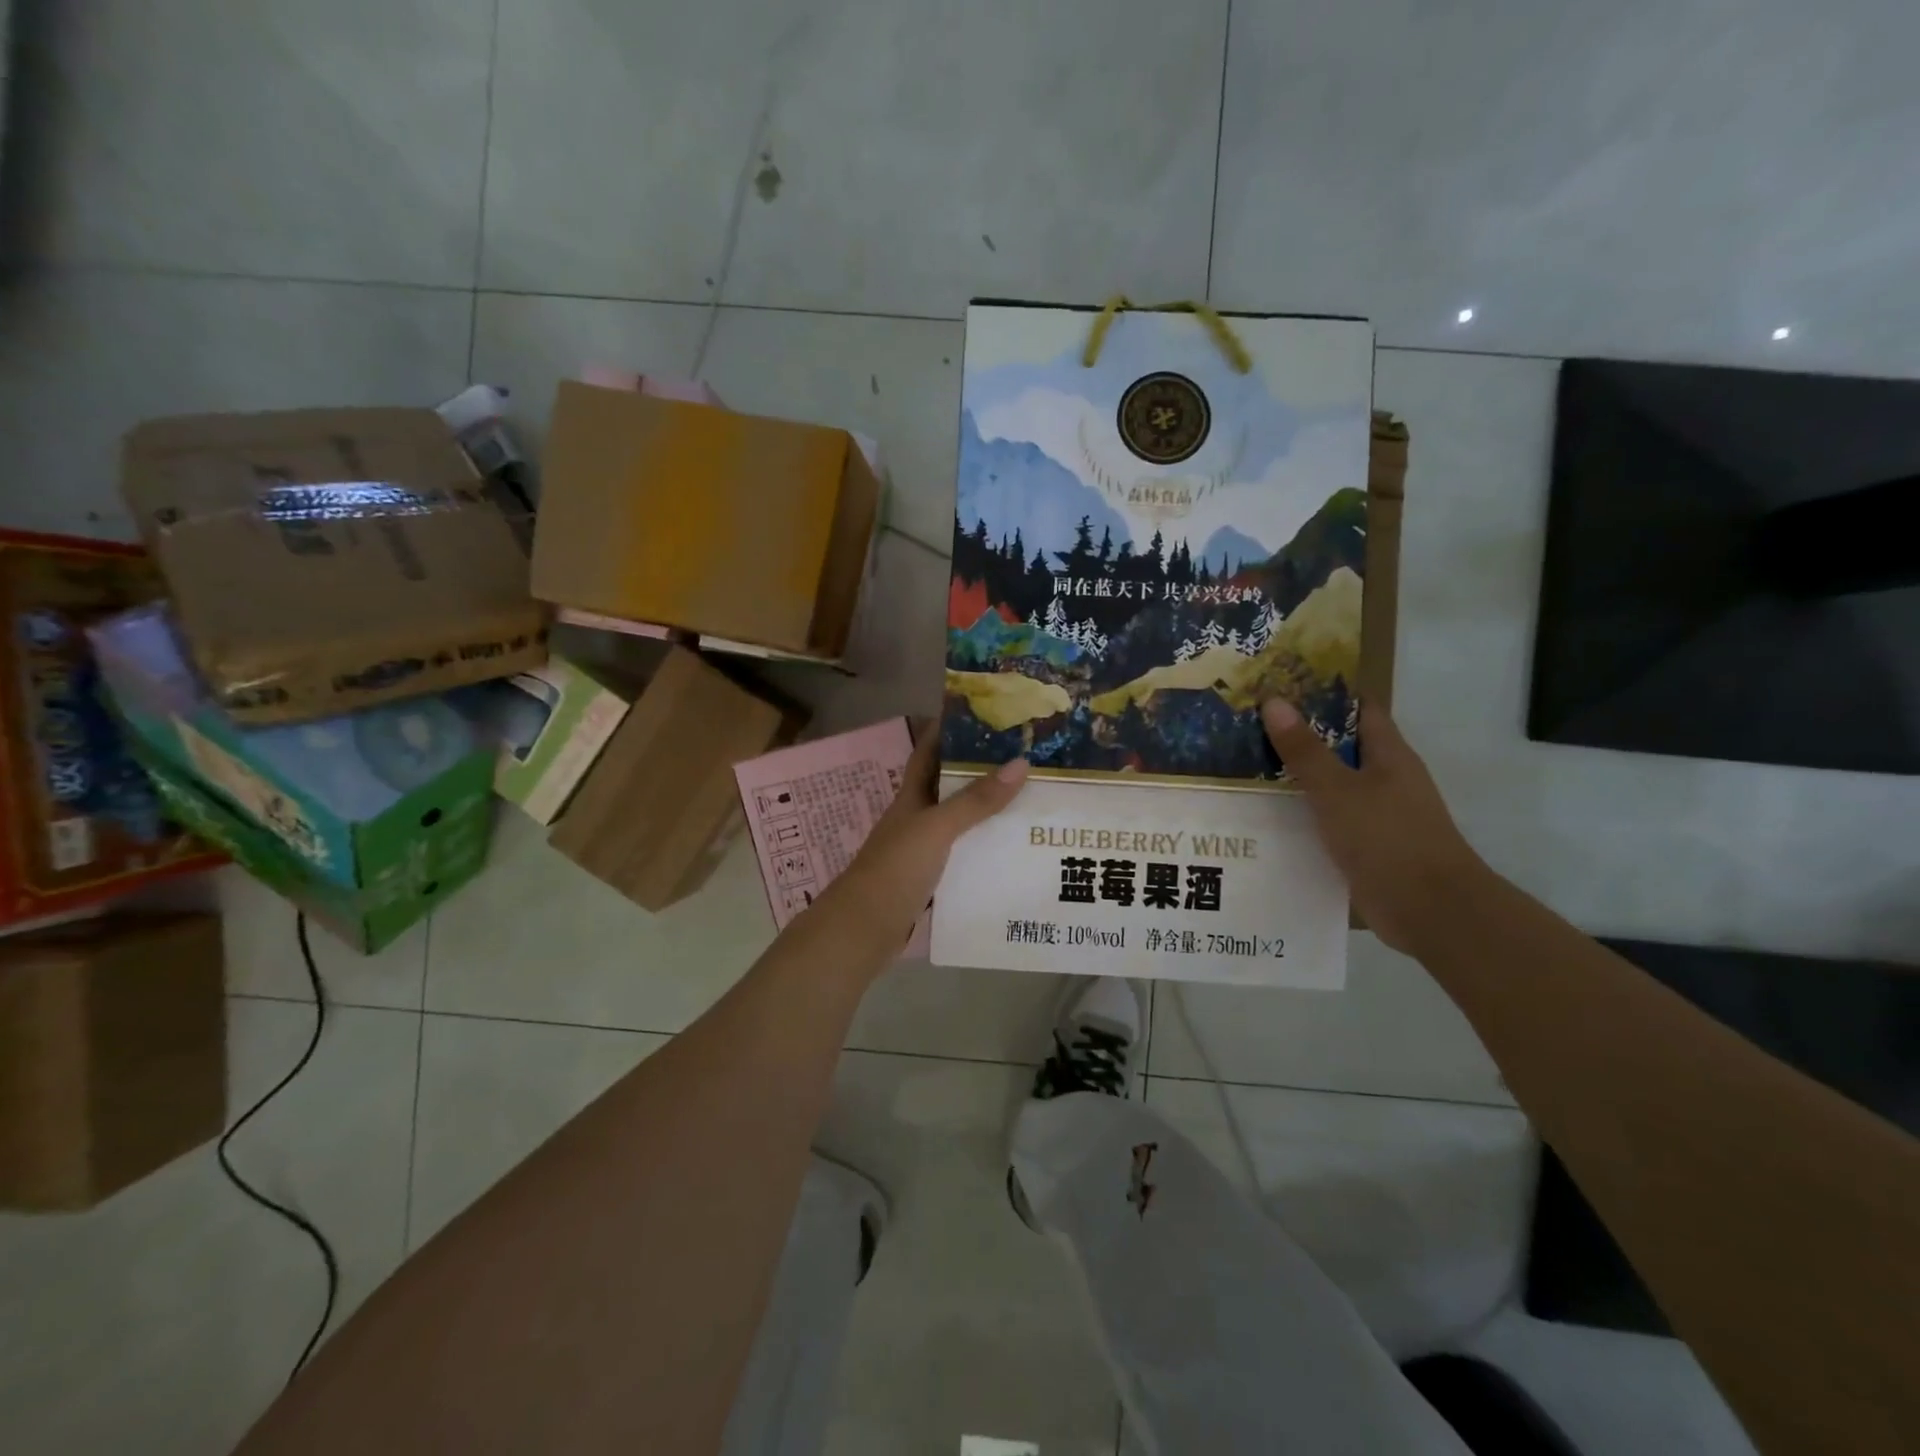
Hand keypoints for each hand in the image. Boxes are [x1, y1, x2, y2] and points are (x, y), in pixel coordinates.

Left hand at [818, 729, 1028, 957]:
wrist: (863, 929)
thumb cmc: (896, 869)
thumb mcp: (937, 828)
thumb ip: (976, 800)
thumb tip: (1020, 762)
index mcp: (911, 797)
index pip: (928, 752)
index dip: (948, 730)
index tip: (981, 713)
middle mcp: (916, 818)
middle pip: (949, 786)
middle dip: (980, 770)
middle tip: (1024, 757)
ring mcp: (922, 850)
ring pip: (959, 822)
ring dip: (987, 811)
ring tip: (1031, 799)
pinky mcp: (931, 880)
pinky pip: (964, 855)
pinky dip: (985, 849)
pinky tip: (1012, 849)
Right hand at [1260, 699, 1486, 954]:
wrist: (1431, 911)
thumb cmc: (1388, 838)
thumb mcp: (1337, 790)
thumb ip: (1304, 750)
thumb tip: (1274, 701)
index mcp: (1389, 755)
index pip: (1359, 709)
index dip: (1324, 695)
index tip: (1280, 687)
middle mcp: (1387, 779)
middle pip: (1341, 747)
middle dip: (1300, 737)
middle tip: (1249, 728)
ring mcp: (1380, 814)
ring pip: (1333, 785)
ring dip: (1297, 778)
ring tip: (1245, 770)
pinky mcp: (1368, 846)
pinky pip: (1330, 820)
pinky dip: (1303, 815)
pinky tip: (1267, 818)